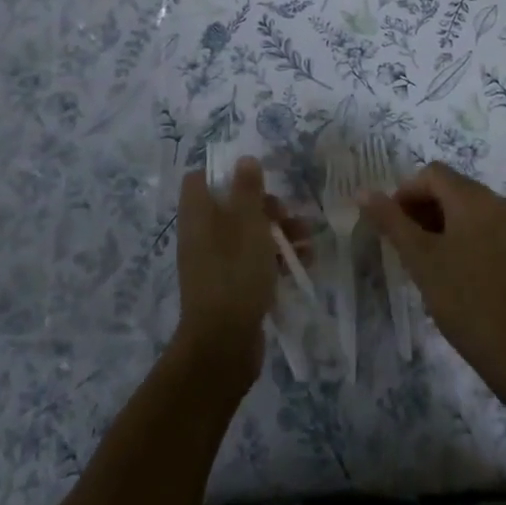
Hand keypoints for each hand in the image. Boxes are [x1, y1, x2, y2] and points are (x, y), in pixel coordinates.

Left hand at [172, 158, 292, 385]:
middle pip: (231, 206)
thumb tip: (244, 159)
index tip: (256, 176)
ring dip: (278, 233)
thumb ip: (247, 189)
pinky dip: (276, 260)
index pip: (199, 179)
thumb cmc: (234, 273)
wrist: (223, 345)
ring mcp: (215, 263)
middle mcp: (201, 235)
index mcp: (197, 215)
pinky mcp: (230, 287)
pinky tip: (304, 263)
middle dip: (265, 207)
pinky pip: (253, 262)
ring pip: (247, 235)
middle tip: (288, 214)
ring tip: (308, 240)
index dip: (225, 173)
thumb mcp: (247, 223)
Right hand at [361, 162, 505, 383]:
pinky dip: (466, 237)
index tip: (391, 225)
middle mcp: (501, 202)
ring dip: (443, 224)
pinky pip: (488, 228)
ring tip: (427, 260)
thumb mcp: (420, 259)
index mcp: (475, 198)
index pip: (432, 174)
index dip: (405, 193)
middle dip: (423, 209)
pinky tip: (455, 270)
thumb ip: (391, 221)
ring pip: (471, 210)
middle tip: (405, 245)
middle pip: (452, 189)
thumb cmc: (464, 300)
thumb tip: (363, 192)